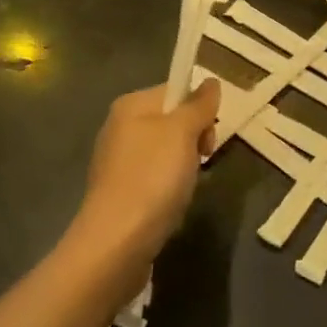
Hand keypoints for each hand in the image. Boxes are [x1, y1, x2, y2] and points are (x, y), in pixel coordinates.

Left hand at [71, 81, 220, 270]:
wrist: (115, 244)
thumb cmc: (152, 178)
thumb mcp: (183, 132)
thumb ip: (199, 104)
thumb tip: (211, 82)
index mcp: (130, 106)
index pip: (175, 90)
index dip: (199, 109)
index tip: (208, 135)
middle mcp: (119, 128)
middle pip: (172, 122)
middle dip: (194, 140)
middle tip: (201, 160)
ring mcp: (117, 163)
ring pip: (166, 153)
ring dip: (184, 169)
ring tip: (184, 189)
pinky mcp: (119, 194)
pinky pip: (155, 180)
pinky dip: (168, 190)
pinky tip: (171, 207)